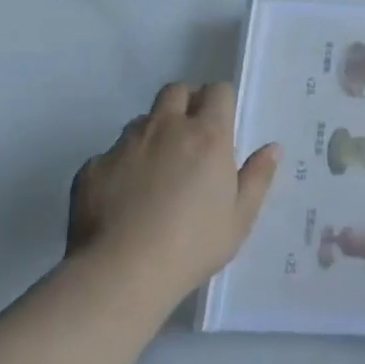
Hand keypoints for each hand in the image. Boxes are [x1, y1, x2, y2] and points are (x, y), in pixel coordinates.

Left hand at [68, 82, 278, 297]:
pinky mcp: (93, 167)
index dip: (220, 101)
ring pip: (142, 121)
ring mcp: (125, 145)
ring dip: (153, 133)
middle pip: (176, 91)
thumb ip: (257, 177)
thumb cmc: (193, 244)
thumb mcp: (240, 218)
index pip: (217, 91)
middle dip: (185, 103)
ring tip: (156, 171)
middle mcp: (165, 128)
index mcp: (207, 135)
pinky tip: (123, 199)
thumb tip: (271, 148)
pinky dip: (121, 166)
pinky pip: (111, 154)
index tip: (221, 124)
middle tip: (190, 137)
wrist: (122, 272)